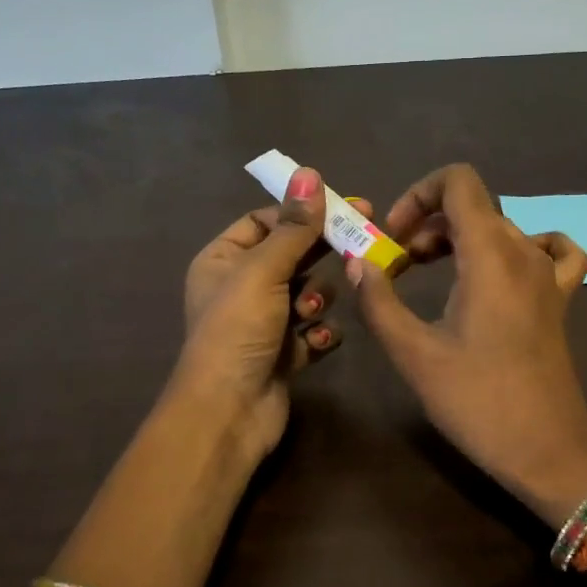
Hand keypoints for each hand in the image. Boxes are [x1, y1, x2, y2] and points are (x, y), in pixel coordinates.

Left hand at [172, 166, 360, 461]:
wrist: (229, 412)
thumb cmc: (238, 330)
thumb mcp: (263, 270)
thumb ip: (293, 226)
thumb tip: (310, 174)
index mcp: (222, 260)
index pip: (266, 221)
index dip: (302, 213)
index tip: (344, 206)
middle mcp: (241, 287)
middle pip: (292, 256)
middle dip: (320, 254)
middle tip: (363, 239)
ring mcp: (264, 323)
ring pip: (308, 294)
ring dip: (316, 301)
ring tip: (308, 314)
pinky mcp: (284, 354)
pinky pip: (313, 331)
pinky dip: (319, 335)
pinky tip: (315, 342)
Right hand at [349, 163, 586, 524]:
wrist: (546, 450)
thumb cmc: (477, 402)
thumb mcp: (415, 354)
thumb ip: (380, 301)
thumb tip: (359, 263)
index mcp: (490, 254)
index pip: (458, 182)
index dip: (417, 196)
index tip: (393, 240)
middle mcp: (525, 251)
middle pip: (474, 207)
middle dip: (427, 226)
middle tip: (399, 268)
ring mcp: (549, 275)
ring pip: (502, 228)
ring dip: (461, 239)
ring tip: (433, 273)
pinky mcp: (561, 299)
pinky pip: (553, 251)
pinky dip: (523, 247)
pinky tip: (504, 271)